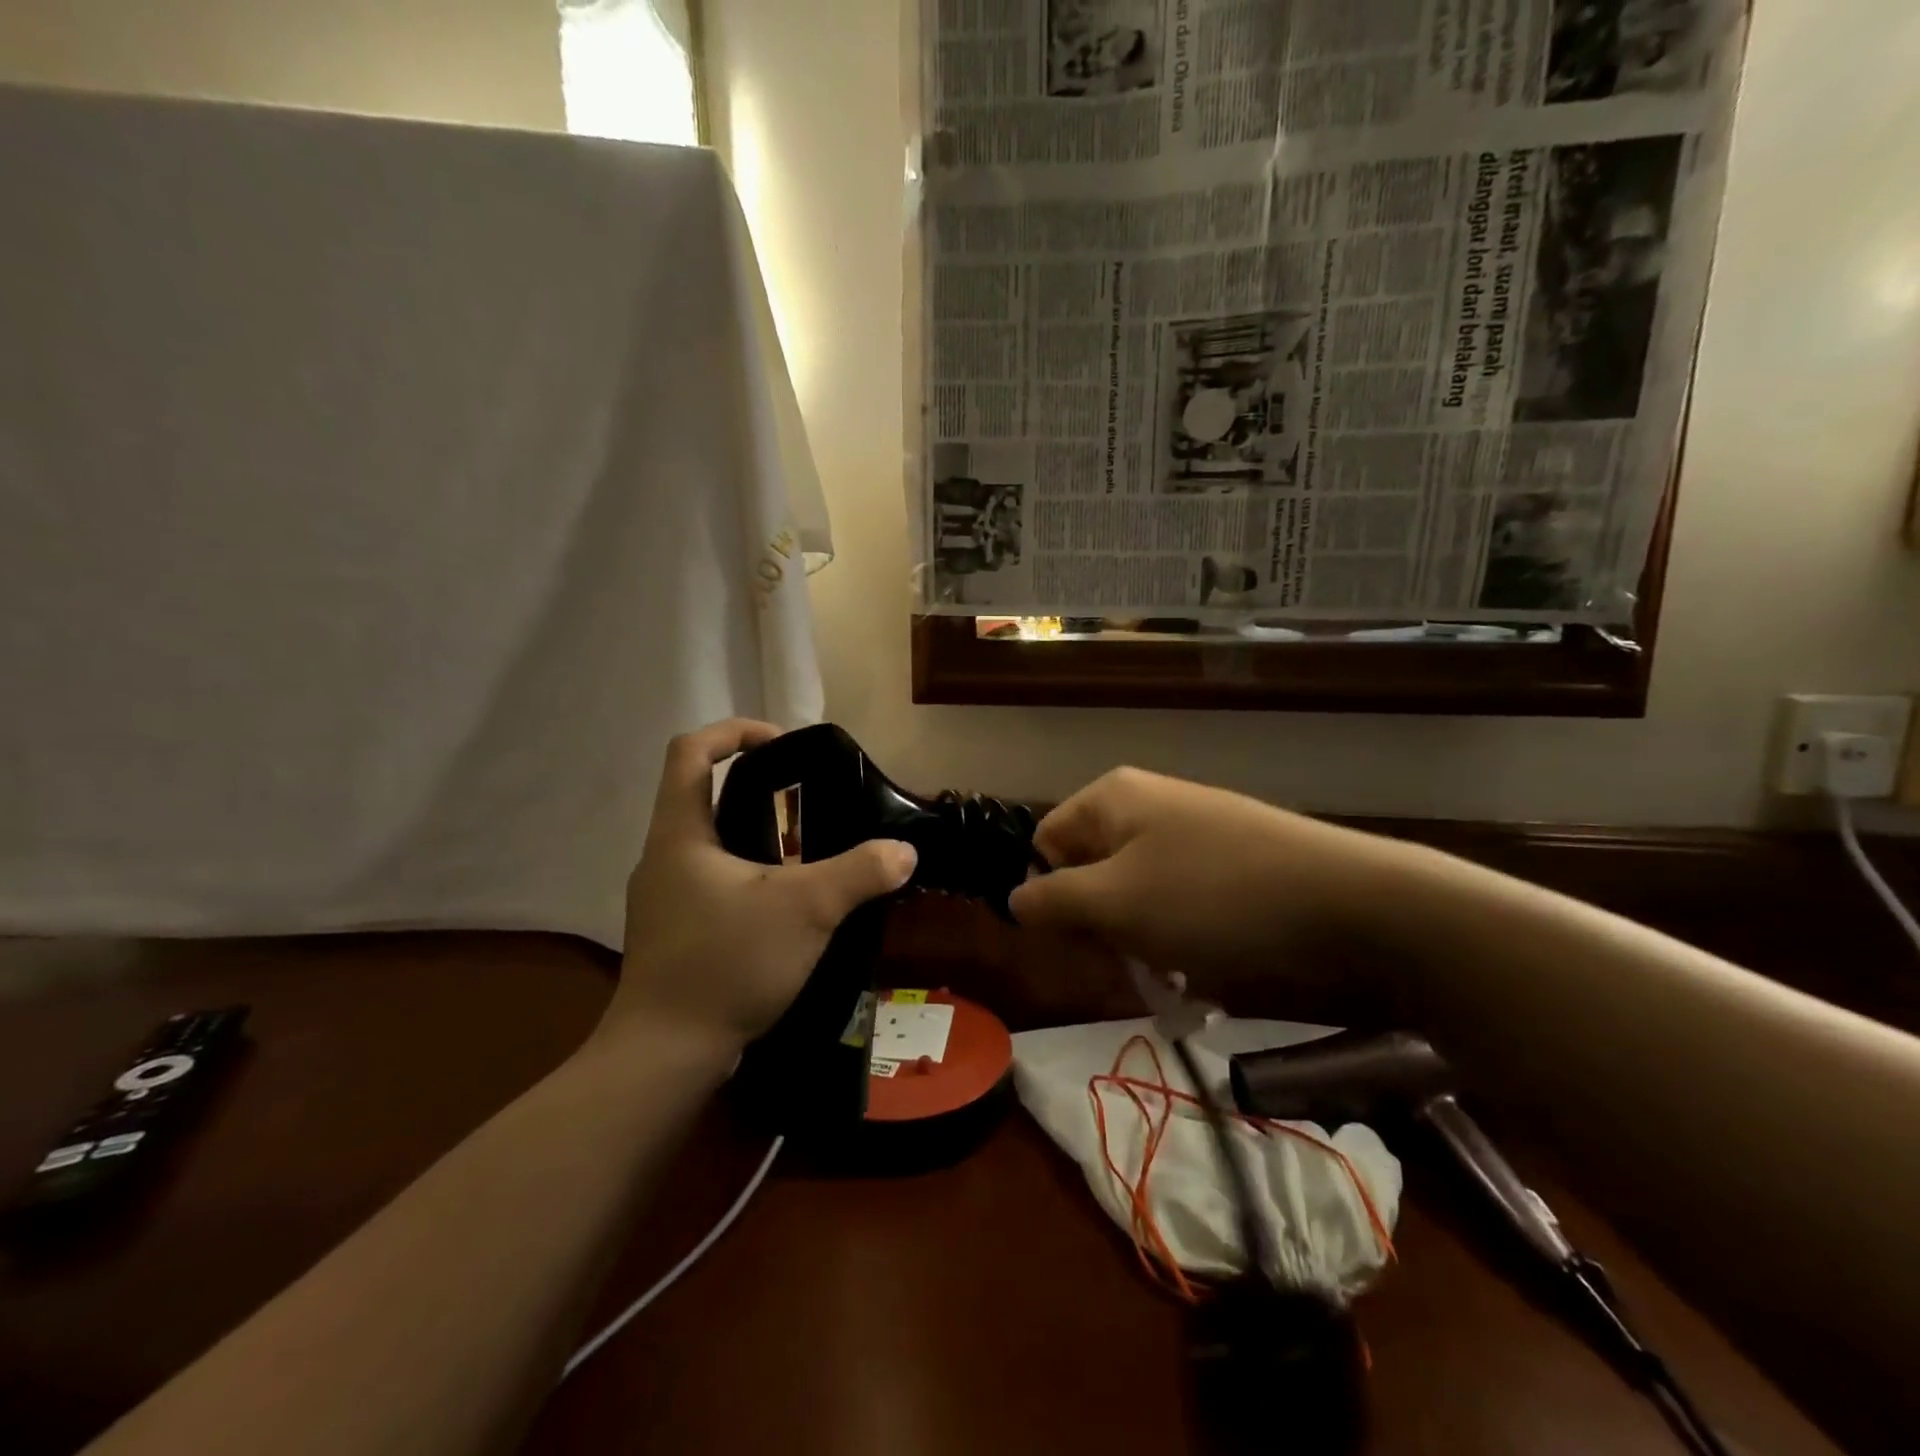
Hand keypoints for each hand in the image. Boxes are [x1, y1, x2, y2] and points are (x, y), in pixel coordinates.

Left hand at [602, 720, 917, 1057]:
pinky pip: (713, 883)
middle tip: (810, 804)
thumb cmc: (726, 963)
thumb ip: (859, 873)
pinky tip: (786, 906)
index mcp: (679, 833)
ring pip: (711, 844)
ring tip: (807, 853)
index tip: (784, 745)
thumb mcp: (806, 910)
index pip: (690, 751)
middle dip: (758, 789)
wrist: (665, 1056)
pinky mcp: (674, 933)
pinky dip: (749, 877)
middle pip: (703, 794)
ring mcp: (663, 898)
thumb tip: (904, 850)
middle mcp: (663, 857)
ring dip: (756, 837)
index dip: (736, 732)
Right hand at [1008, 767, 1405, 981]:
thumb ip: (1051, 900)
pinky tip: (1207, 973)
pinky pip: (1182, 907)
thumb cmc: (1214, 899)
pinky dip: (1182, 943)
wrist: (1353, 907)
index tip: (1076, 946)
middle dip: (1100, 928)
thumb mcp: (1115, 903)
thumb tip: (1015, 898)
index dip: (1050, 897)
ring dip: (1142, 944)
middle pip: (1090, 872)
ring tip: (1174, 977)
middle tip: (1127, 969)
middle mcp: (1149, 806)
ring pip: (1137, 898)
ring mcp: (1195, 835)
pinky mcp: (1232, 867)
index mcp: (1113, 798)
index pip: (1045, 844)